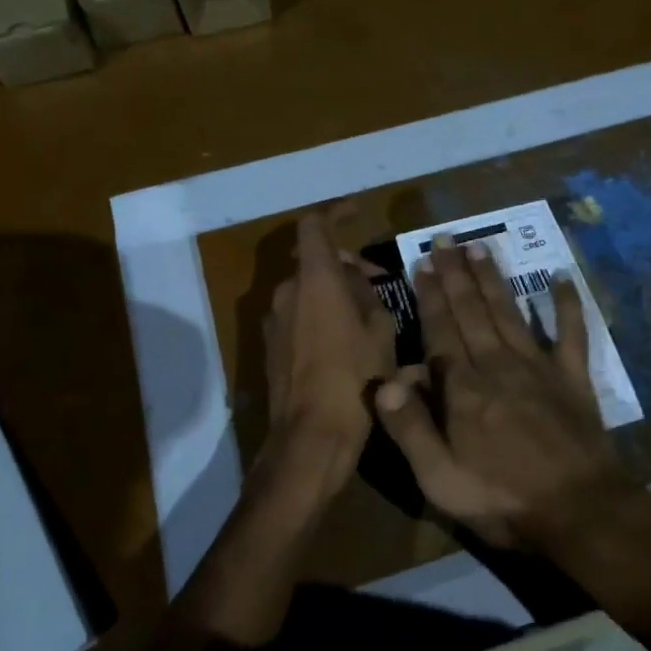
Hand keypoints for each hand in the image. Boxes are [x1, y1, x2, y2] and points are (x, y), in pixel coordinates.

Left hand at [261, 209, 396, 485]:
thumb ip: (368, 296)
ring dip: (333, 292)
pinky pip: (297, 315)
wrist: (309, 438)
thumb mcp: (380, 333)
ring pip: (306, 290)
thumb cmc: (354, 380)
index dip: (336, 213)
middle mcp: (287, 292)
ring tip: (366, 316)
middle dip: (345, 265)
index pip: (315, 225)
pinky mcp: (270, 347)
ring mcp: (274, 320)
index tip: (357, 213)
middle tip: (378, 283)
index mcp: (315, 280)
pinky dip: (319, 314)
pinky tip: (344, 341)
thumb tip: (357, 279)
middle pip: (314, 261)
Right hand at [373, 234, 623, 547]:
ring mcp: (540, 368)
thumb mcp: (440, 480)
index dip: (430, 297)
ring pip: (509, 313)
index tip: (421, 263)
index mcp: (464, 389)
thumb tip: (385, 381)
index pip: (440, 332)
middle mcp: (498, 366)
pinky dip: (567, 304)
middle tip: (446, 240)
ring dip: (494, 279)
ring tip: (480, 248)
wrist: (580, 513)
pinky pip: (571, 333)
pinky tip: (561, 278)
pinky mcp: (573, 378)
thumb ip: (411, 429)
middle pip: (472, 312)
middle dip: (456, 275)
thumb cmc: (503, 500)